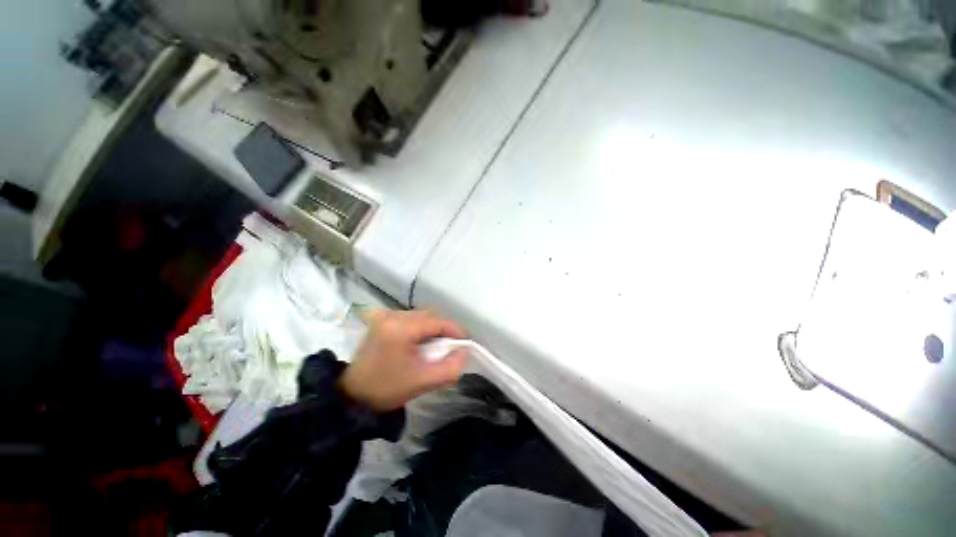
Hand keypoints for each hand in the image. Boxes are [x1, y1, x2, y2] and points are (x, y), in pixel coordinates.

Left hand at [340, 309, 468, 411]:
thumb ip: (450, 367)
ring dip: (433, 329)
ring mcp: (385, 316)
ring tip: (436, 348)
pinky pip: (410, 319)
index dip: (456, 331)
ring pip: (421, 316)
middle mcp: (392, 315)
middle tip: (450, 348)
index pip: (437, 322)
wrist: (353, 396)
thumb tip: (465, 351)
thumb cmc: (387, 389)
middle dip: (444, 330)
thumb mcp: (423, 382)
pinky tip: (421, 344)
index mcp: (400, 328)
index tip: (466, 344)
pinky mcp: (382, 321)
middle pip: (430, 316)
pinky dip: (421, 329)